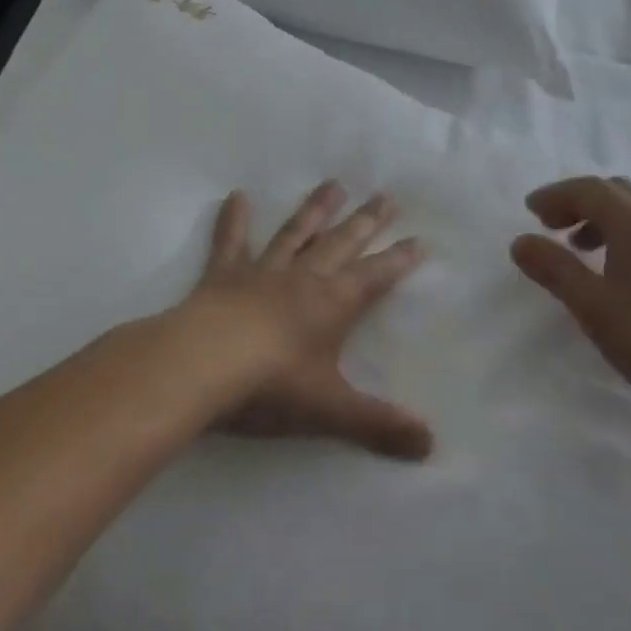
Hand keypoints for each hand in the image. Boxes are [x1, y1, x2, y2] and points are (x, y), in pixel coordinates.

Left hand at [179, 181, 432, 460]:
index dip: (399, 260)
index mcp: (332, 304)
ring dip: (315, 210)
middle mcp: (302, 279)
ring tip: (333, 184)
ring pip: (295, 234)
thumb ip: (379, 426)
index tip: (420, 239)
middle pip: (341, 244)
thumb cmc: (270, 387)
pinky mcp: (222, 276)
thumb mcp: (329, 411)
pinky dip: (235, 220)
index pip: (375, 277)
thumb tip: (430, 446)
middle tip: (386, 196)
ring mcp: (261, 272)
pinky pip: (231, 243)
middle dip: (366, 222)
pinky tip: (237, 196)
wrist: (200, 367)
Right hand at [510, 176, 630, 430]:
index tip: (530, 212)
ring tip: (584, 253)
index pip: (590, 189)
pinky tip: (626, 276)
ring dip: (606, 221)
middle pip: (618, 193)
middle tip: (554, 229)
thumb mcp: (594, 307)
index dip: (556, 195)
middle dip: (580, 203)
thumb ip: (555, 270)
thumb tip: (521, 241)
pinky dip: (630, 238)